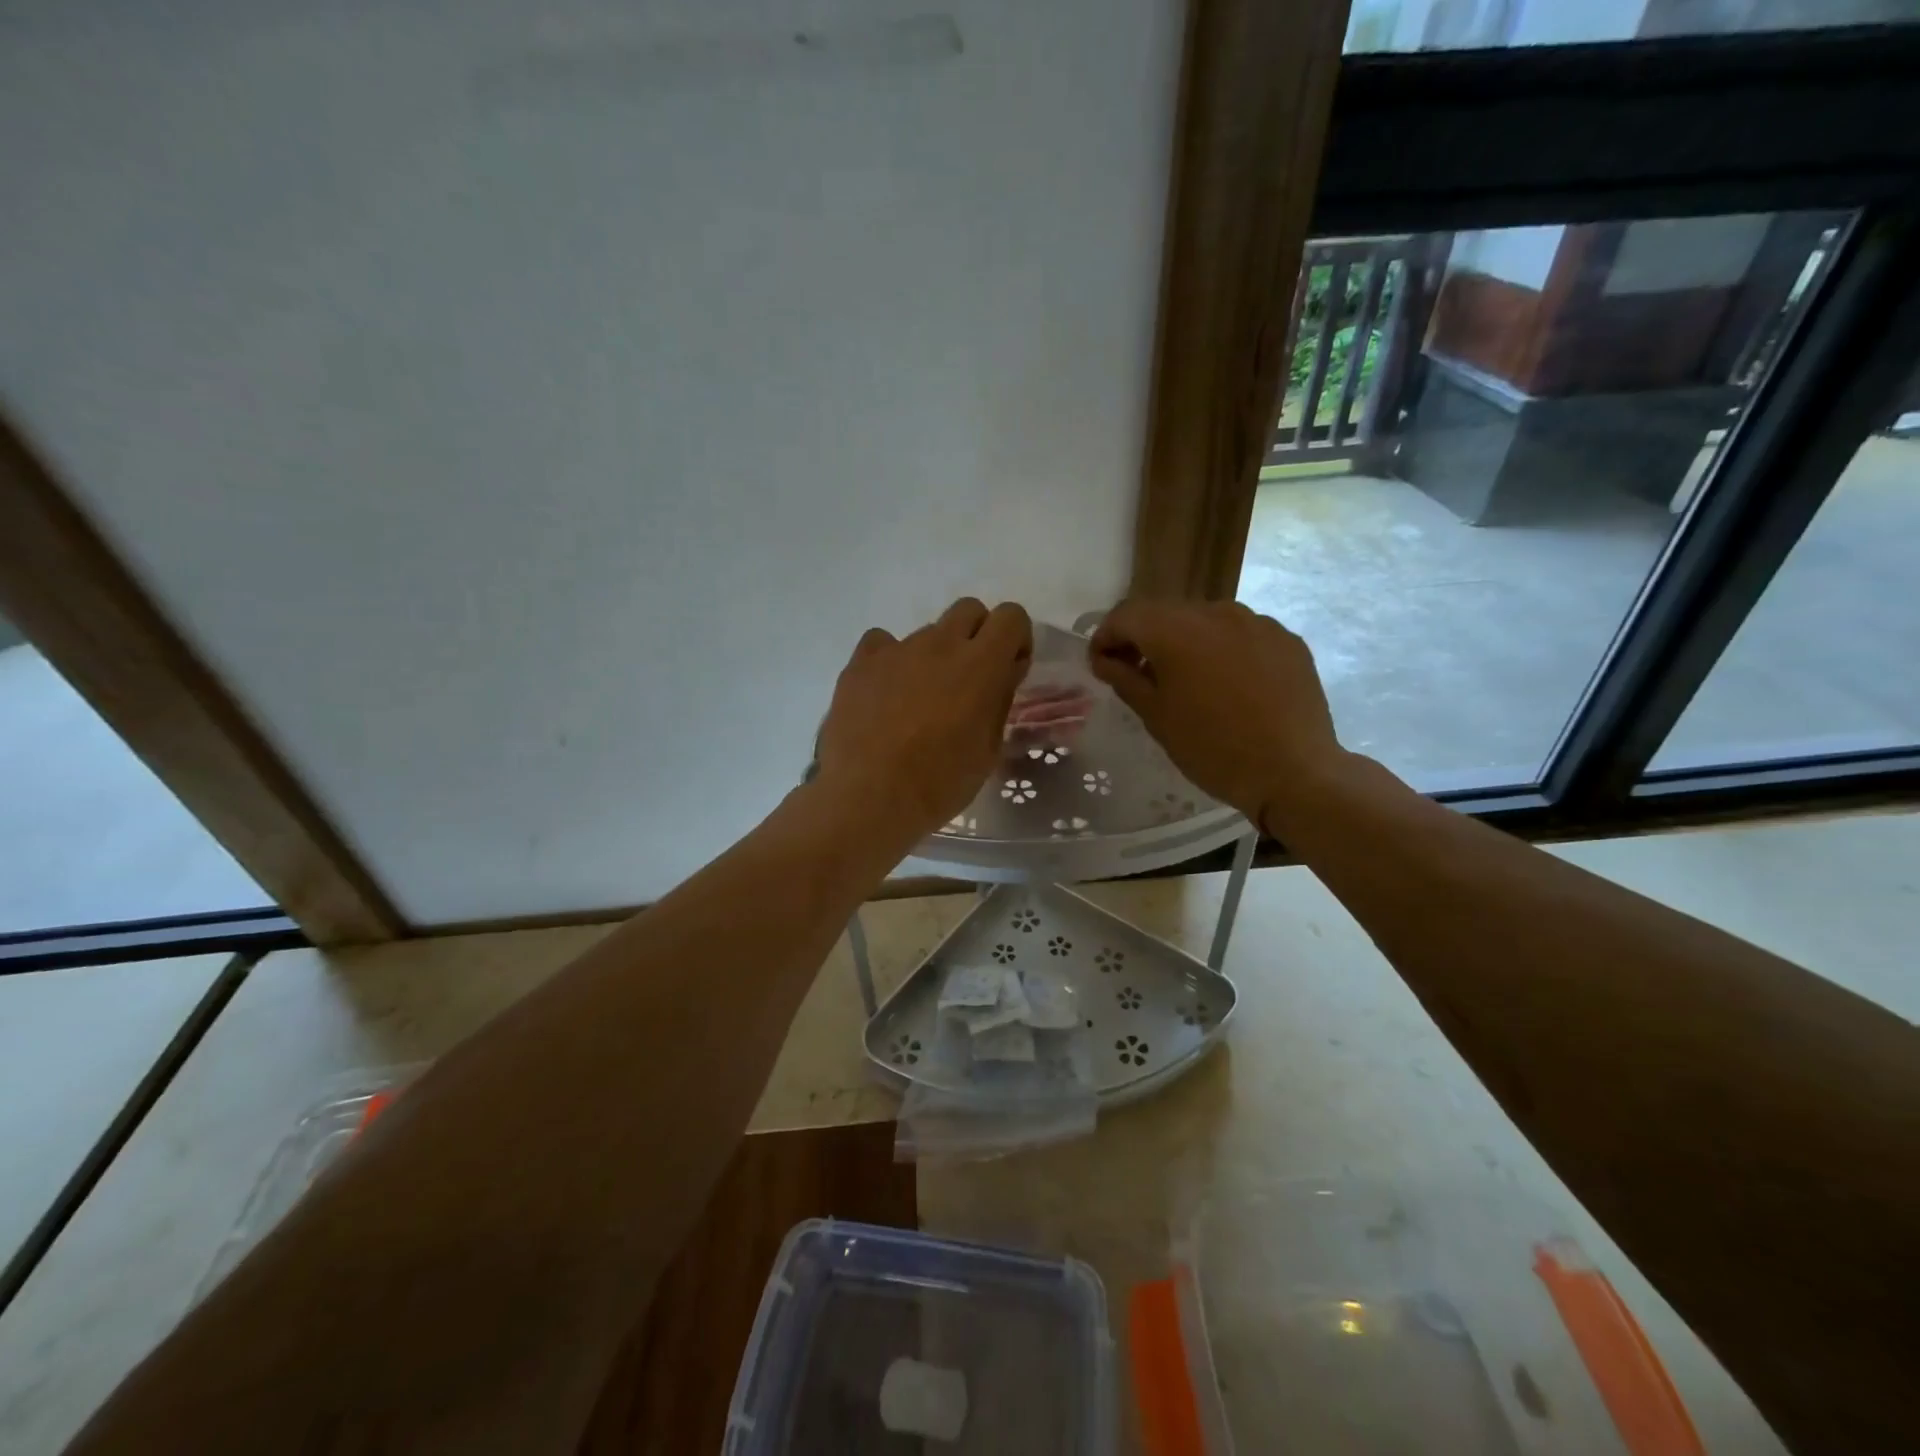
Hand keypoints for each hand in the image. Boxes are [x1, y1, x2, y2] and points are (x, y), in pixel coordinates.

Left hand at [816, 598, 1033, 841]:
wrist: (869, 797)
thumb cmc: (939, 783)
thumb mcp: (987, 749)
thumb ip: (999, 700)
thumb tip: (1002, 673)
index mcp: (981, 664)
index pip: (1011, 616)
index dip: (1015, 638)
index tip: (1008, 669)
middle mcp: (940, 644)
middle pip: (969, 610)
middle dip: (977, 635)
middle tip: (969, 678)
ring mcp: (896, 649)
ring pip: (926, 632)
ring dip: (933, 655)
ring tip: (919, 700)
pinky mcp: (860, 662)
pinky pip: (882, 643)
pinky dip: (890, 661)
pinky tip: (886, 694)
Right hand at [1089, 601, 1341, 834]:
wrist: (1295, 771)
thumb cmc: (1212, 748)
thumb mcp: (1156, 717)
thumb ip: (1125, 679)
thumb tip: (1104, 659)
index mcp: (1176, 630)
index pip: (1125, 615)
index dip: (1105, 636)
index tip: (1101, 665)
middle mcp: (1216, 612)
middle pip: (1165, 613)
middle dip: (1143, 638)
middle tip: (1136, 673)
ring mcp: (1257, 622)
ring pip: (1204, 620)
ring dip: (1184, 641)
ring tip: (1185, 680)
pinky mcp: (1286, 638)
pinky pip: (1240, 634)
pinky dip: (1222, 649)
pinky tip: (1227, 684)